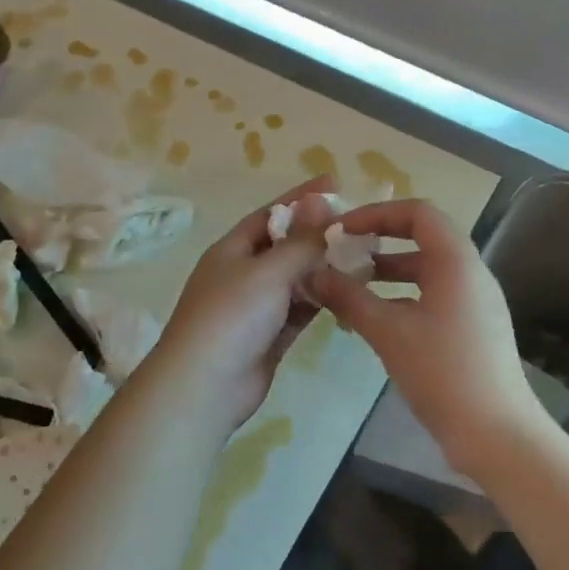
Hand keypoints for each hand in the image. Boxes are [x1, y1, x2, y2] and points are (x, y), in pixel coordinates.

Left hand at [145, 178, 337, 428]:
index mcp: (233, 249)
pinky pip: (301, 309)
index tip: (335, 184)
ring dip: (324, 268)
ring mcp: (257, 307)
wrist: (204, 386)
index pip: (271, 214)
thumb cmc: (232, 316)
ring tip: (363, 256)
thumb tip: (321, 200)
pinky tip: (349, 291)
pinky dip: (322, 299)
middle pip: (286, 246)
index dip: (301, 198)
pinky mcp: (271, 336)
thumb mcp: (268, 270)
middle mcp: (243, 273)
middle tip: (359, 225)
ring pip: (296, 279)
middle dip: (318, 234)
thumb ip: (300, 240)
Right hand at [311, 199, 545, 476]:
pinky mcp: (472, 328)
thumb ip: (348, 298)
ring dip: (387, 272)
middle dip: (379, 241)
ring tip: (349, 285)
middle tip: (341, 253)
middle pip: (422, 237)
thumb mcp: (388, 332)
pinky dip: (402, 296)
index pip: (417, 212)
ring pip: (426, 270)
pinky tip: (373, 319)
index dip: (376, 214)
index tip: (341, 231)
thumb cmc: (443, 374)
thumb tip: (313, 274)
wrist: (498, 436)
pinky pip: (433, 295)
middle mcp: (470, 273)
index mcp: (456, 262)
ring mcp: (474, 302)